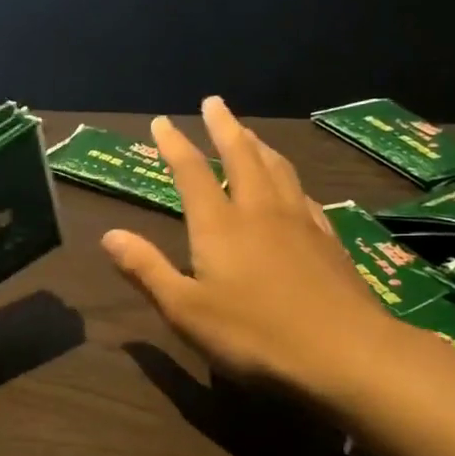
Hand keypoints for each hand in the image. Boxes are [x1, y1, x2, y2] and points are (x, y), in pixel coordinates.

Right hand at [100, 97, 403, 403]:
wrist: (345, 353)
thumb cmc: (253, 334)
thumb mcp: (185, 309)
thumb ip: (147, 269)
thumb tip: (109, 235)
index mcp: (220, 225)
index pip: (192, 173)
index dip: (174, 145)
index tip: (161, 122)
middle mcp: (260, 212)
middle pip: (242, 156)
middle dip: (224, 128)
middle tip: (215, 103)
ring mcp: (300, 223)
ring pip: (278, 169)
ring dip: (259, 145)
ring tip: (249, 133)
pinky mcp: (328, 242)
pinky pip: (305, 195)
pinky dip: (290, 179)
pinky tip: (293, 187)